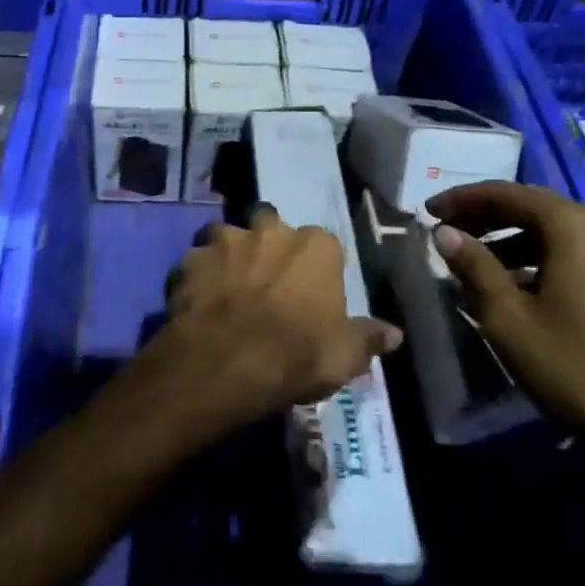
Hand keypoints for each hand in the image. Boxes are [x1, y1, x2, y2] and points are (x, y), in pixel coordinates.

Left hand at [144, 206, 401, 434]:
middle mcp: (270, 230)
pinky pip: (195, 261)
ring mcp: (225, 240)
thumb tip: (394, 333)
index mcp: (315, 246)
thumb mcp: (346, 355)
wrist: (227, 360)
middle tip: (265, 280)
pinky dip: (197, 275)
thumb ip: (369, 337)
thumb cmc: (298, 353)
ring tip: (226, 286)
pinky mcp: (190, 258)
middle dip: (267, 245)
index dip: (314, 267)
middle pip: (270, 226)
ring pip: (226, 236)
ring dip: (228, 254)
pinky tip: (198, 299)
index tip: (308, 291)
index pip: (322, 244)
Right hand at [426, 182, 584, 489]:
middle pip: (533, 207)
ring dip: (511, 241)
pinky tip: (517, 289)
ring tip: (476, 264)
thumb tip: (445, 233)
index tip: (427, 211)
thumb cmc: (577, 368)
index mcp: (573, 227)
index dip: (462, 199)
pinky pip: (576, 255)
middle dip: (486, 217)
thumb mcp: (509, 318)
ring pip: (555, 233)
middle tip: (448, 233)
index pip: (506, 193)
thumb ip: (474, 267)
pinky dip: (539, 260)